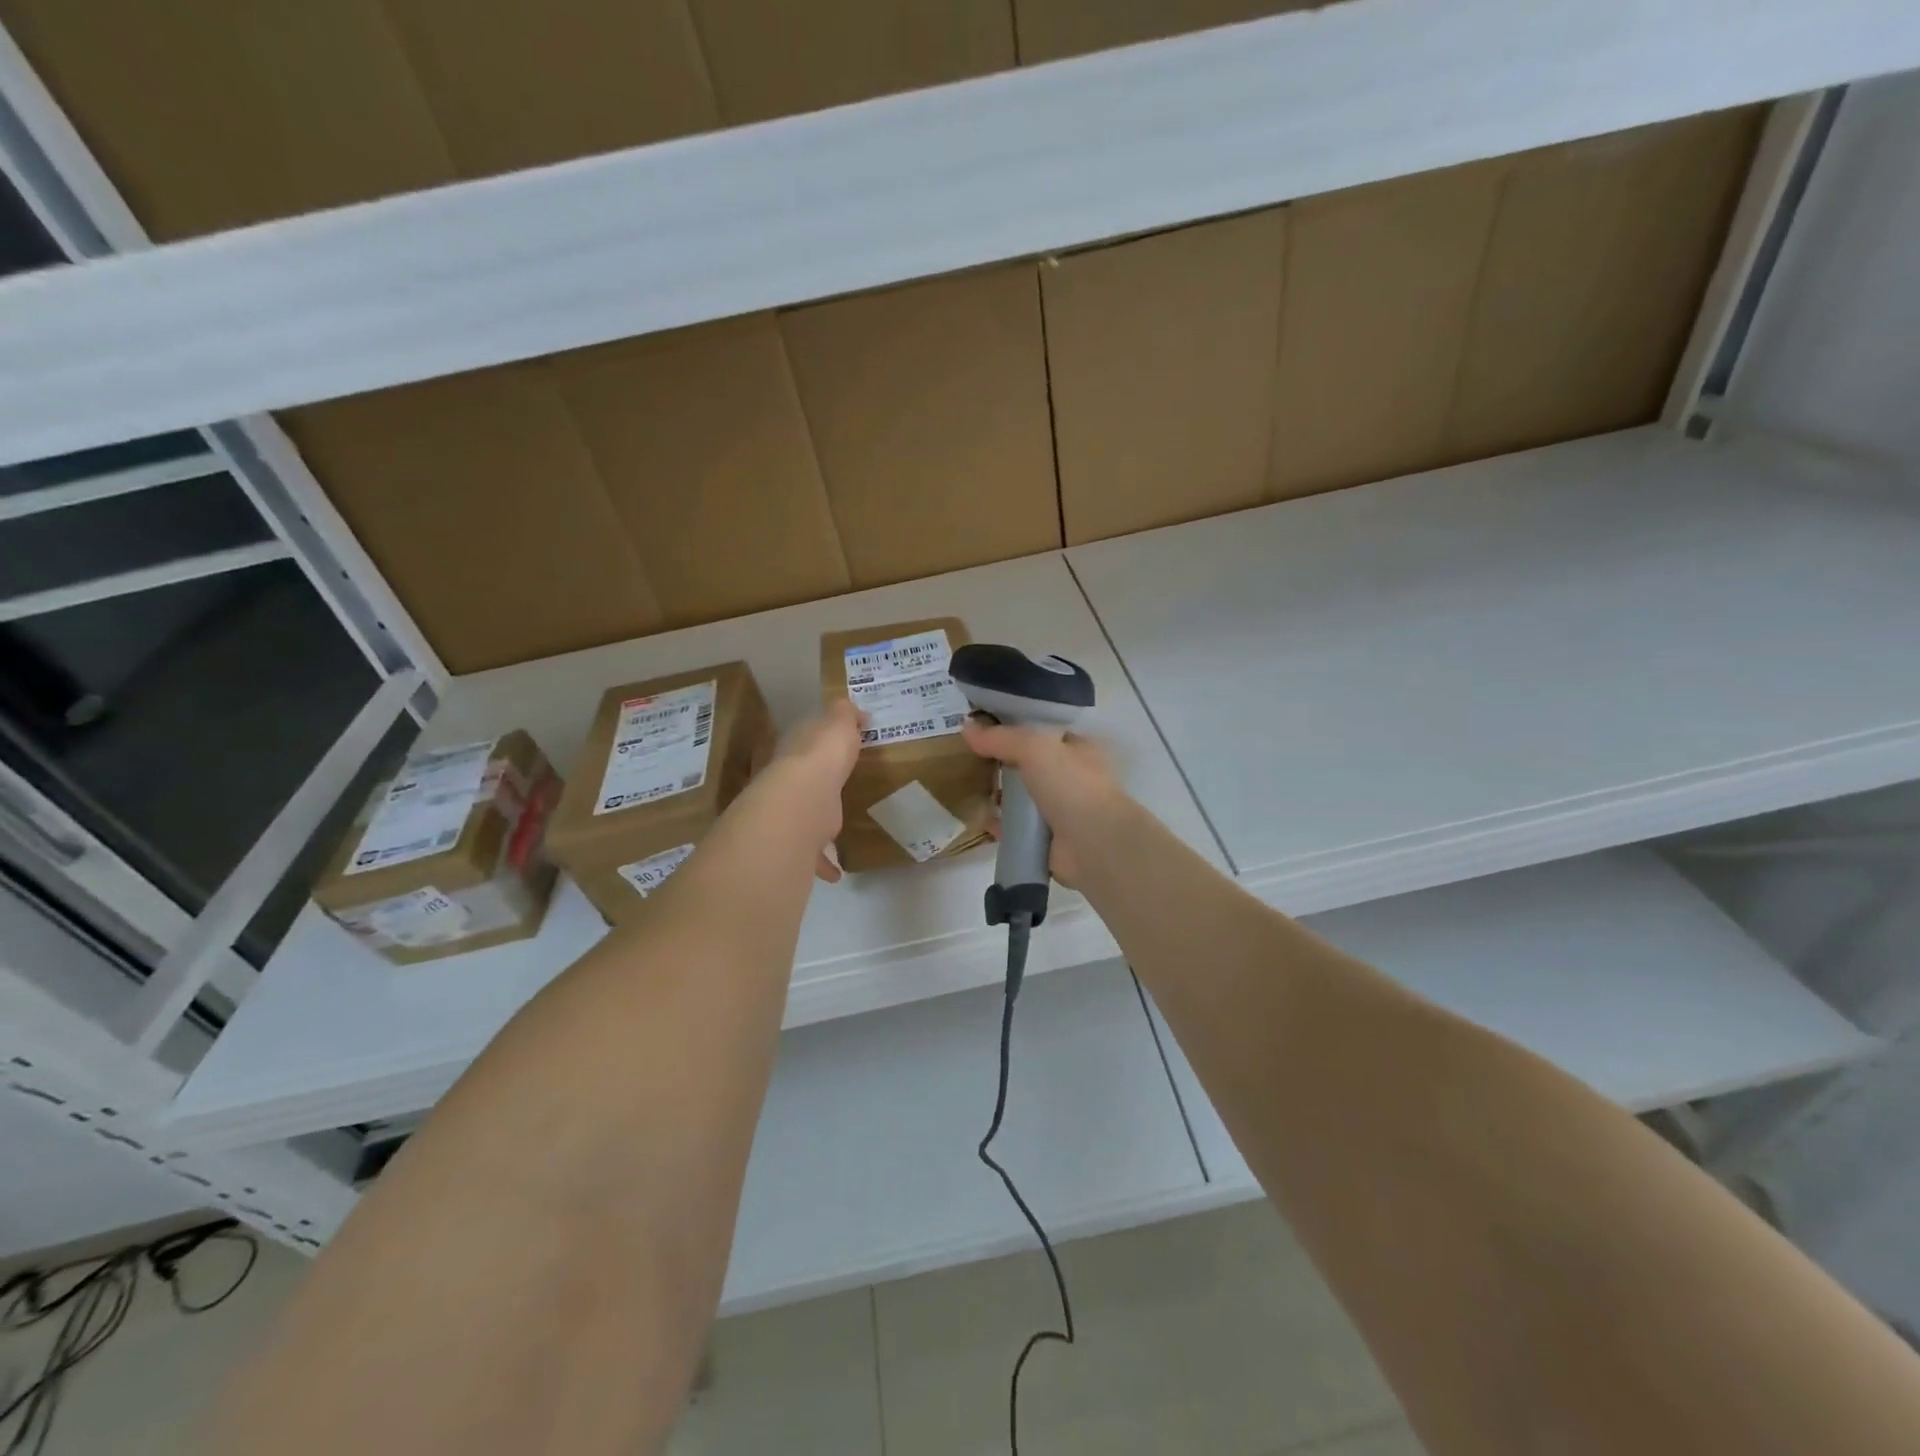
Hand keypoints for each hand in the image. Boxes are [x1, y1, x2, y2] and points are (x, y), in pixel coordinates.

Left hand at [761, 699, 862, 882]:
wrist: (801, 802)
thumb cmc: (821, 757)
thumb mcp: (837, 723)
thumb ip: (844, 715)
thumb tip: (853, 710)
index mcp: (795, 750)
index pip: (804, 741)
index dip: (818, 743)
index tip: (837, 749)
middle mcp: (786, 781)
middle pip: (800, 780)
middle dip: (814, 784)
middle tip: (836, 789)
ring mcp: (789, 814)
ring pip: (802, 818)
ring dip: (814, 825)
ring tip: (834, 831)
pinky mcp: (796, 843)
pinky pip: (812, 854)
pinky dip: (823, 862)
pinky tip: (836, 870)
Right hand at [960, 716, 1126, 887]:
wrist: (1093, 844)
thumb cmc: (1071, 785)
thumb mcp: (1035, 747)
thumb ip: (1001, 737)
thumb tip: (966, 726)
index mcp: (1079, 750)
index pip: (1044, 733)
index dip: (1016, 730)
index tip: (984, 730)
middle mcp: (1073, 779)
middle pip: (1030, 767)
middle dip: (1003, 765)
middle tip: (971, 762)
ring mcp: (1062, 811)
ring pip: (1023, 799)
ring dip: (999, 797)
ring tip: (971, 790)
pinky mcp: (1049, 840)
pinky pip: (1017, 828)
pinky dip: (1000, 825)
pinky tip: (980, 820)